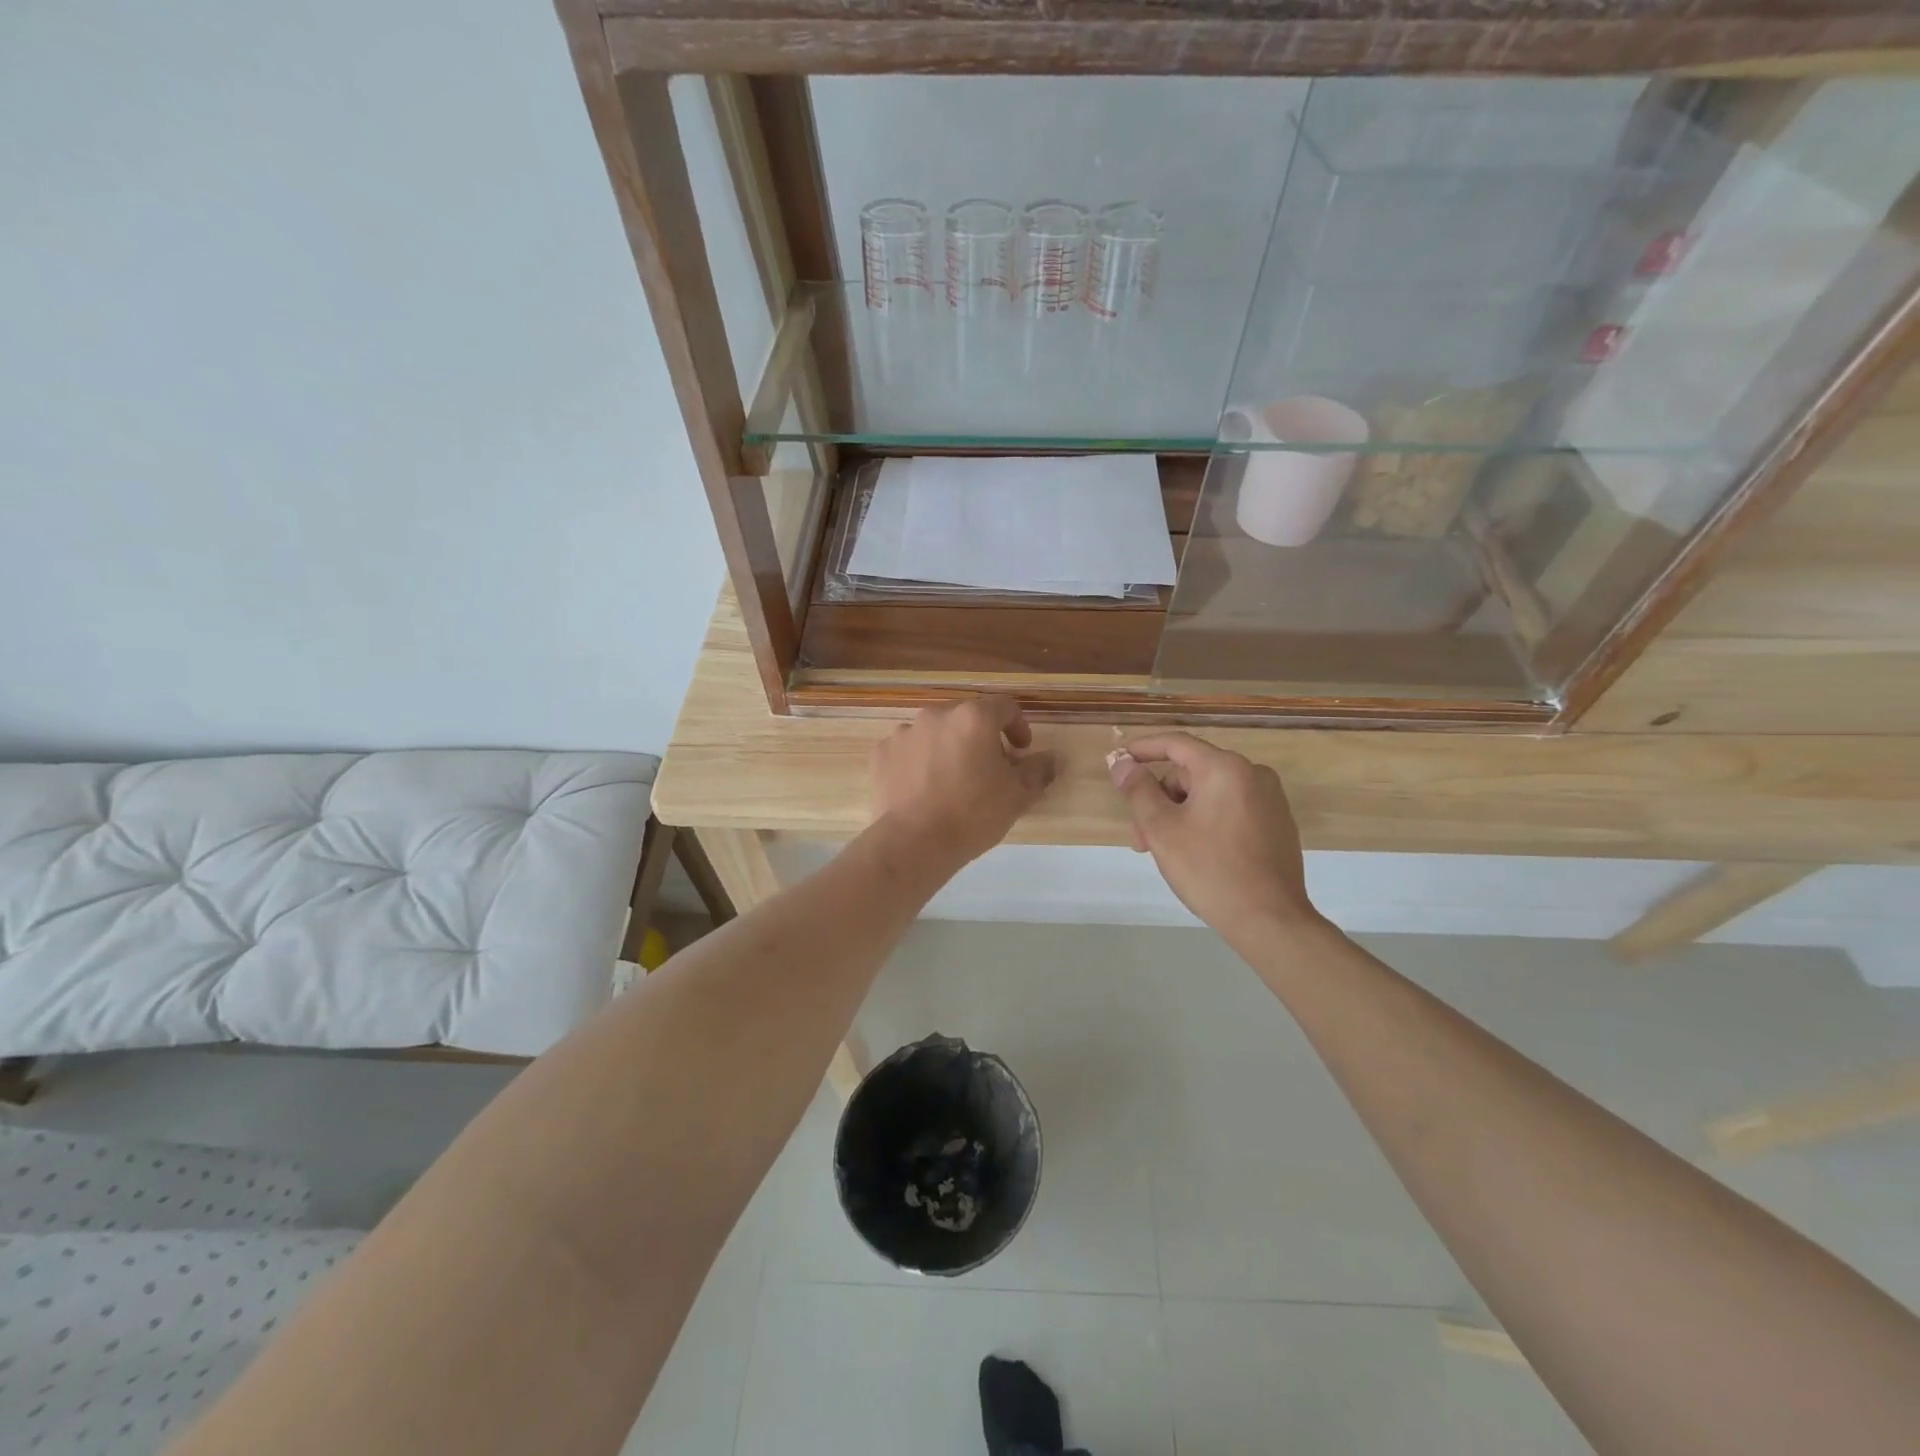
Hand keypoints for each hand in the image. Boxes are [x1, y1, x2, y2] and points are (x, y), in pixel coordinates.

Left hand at [871, 697, 1057, 866]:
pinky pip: (908, 750)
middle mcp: (937, 715)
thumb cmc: (973, 814)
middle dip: (981, 738)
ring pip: (935, 733)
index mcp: (974, 717)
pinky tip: (923, 789)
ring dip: (948, 748)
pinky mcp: (881, 753)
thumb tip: (1054, 758)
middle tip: (988, 769)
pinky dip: (918, 762)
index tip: (1021, 750)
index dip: (1018, 726)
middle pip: (967, 718)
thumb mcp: (1017, 796)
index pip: (1005, 707)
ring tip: (952, 781)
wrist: (913, 843)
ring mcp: (904, 732)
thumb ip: (1038, 771)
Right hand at [1109, 733, 1319, 944]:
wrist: (1269, 920)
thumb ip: (1138, 790)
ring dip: (1180, 814)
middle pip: (1191, 773)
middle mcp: (1253, 774)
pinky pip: (1230, 809)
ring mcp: (1270, 799)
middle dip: (1160, 800)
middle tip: (1141, 838)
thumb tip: (1122, 763)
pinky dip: (1205, 822)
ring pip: (1209, 794)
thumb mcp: (1161, 829)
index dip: (1142, 749)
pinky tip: (1196, 854)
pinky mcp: (1277, 824)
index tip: (1118, 760)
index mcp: (1225, 768)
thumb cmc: (1209, 869)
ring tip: (1165, 852)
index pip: (1175, 744)